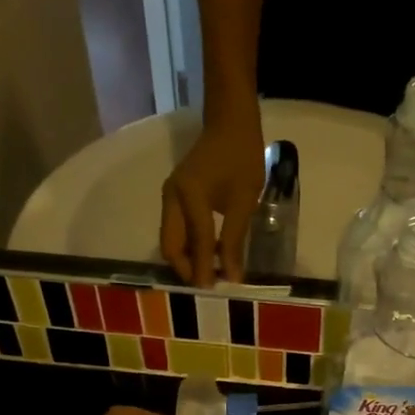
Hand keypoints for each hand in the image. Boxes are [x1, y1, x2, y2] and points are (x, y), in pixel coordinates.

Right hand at [161, 111, 265, 285]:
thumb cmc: (242, 158)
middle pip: (170, 246)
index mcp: (189, 196)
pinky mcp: (174, 196)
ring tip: (210, 272)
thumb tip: (231, 276)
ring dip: (187, 258)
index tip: (214, 291)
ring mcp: (170, 196)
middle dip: (186, 268)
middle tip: (208, 284)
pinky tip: (208, 253)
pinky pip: (175, 229)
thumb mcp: (245, 202)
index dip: (204, 269)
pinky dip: (188, 245)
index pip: (196, 243)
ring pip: (170, 239)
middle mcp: (171, 198)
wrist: (230, 124)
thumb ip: (235, 240)